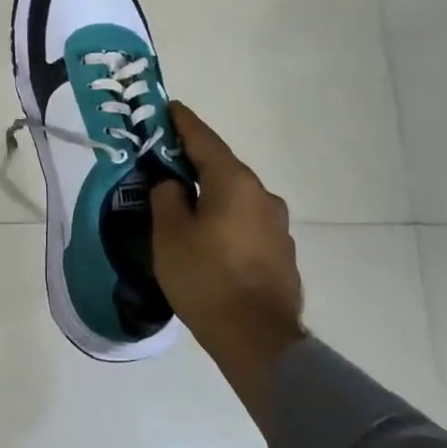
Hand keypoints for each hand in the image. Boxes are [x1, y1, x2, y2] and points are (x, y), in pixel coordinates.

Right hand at [151, 103, 307, 412]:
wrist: (258, 339)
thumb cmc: (206, 278)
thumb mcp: (170, 234)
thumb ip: (167, 198)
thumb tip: (173, 184)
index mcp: (234, 183)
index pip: (204, 140)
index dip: (182, 123)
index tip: (168, 107)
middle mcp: (262, 196)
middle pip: (222, 169)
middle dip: (194, 162)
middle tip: (165, 162)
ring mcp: (277, 226)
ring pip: (235, 198)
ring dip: (211, 195)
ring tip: (184, 207)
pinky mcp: (281, 253)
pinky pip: (245, 224)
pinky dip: (225, 221)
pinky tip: (209, 241)